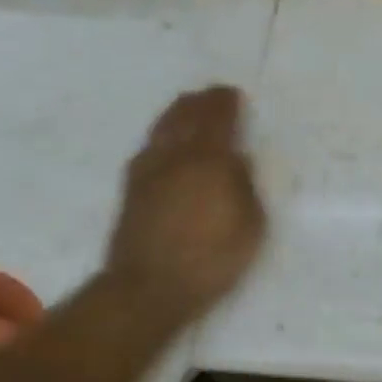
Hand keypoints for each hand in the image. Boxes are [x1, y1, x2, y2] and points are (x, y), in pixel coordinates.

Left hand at [103, 85, 265, 327]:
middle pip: (185, 116)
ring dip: (176, 113)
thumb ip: (245, 186)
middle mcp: (176, 156)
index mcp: (210, 160)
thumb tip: (236, 160)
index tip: (231, 93)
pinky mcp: (131, 189)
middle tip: (210, 95)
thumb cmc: (211, 258)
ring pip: (162, 128)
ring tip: (185, 106)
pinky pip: (148, 147)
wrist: (148, 288)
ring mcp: (148, 171)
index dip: (225, 102)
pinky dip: (160, 135)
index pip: (217, 119)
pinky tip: (162, 142)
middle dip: (199, 102)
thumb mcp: (250, 224)